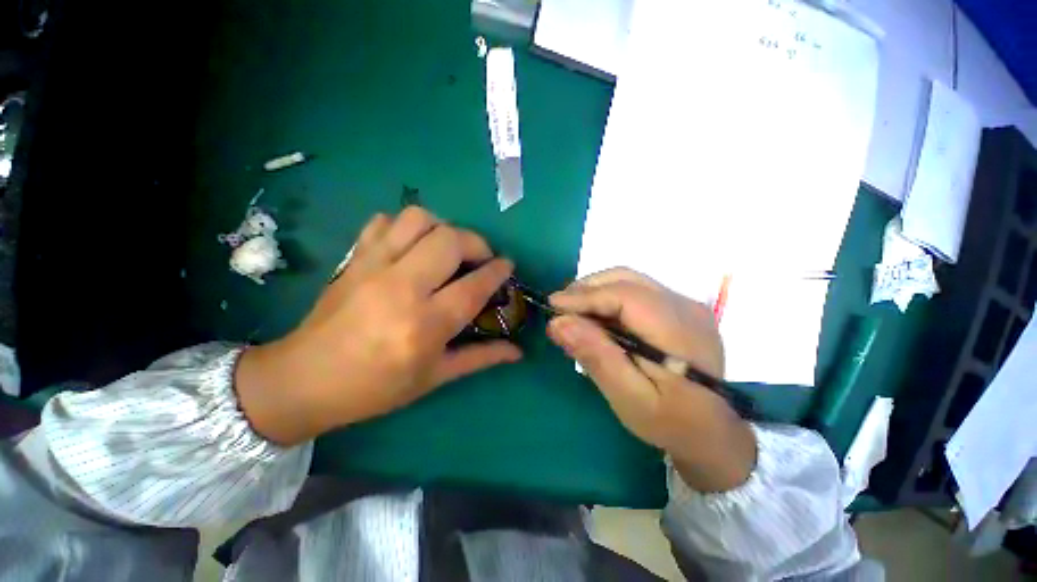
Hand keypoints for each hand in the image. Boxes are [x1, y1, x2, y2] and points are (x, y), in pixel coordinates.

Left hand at [235, 207, 521, 445]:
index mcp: (425, 325)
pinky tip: (413, 246)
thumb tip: (518, 351)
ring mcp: (374, 267)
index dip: (498, 271)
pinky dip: (406, 226)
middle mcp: (402, 288)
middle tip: (480, 258)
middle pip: (451, 241)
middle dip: (477, 243)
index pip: (474, 286)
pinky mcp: (354, 258)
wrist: (304, 380)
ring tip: (448, 249)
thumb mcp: (434, 378)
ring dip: (444, 228)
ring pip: (419, 220)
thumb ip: (480, 358)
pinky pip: (384, 221)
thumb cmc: (376, 387)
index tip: (507, 265)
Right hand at [547, 268, 755, 491]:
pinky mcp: (678, 308)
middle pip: (625, 279)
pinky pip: (636, 291)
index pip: (624, 295)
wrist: (714, 431)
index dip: (584, 296)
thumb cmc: (671, 422)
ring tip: (574, 314)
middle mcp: (685, 306)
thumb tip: (559, 322)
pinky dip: (609, 298)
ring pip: (629, 281)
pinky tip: (597, 318)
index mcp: (679, 330)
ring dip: (596, 292)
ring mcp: (685, 304)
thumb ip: (597, 357)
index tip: (552, 306)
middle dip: (586, 289)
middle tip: (560, 311)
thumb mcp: (629, 398)